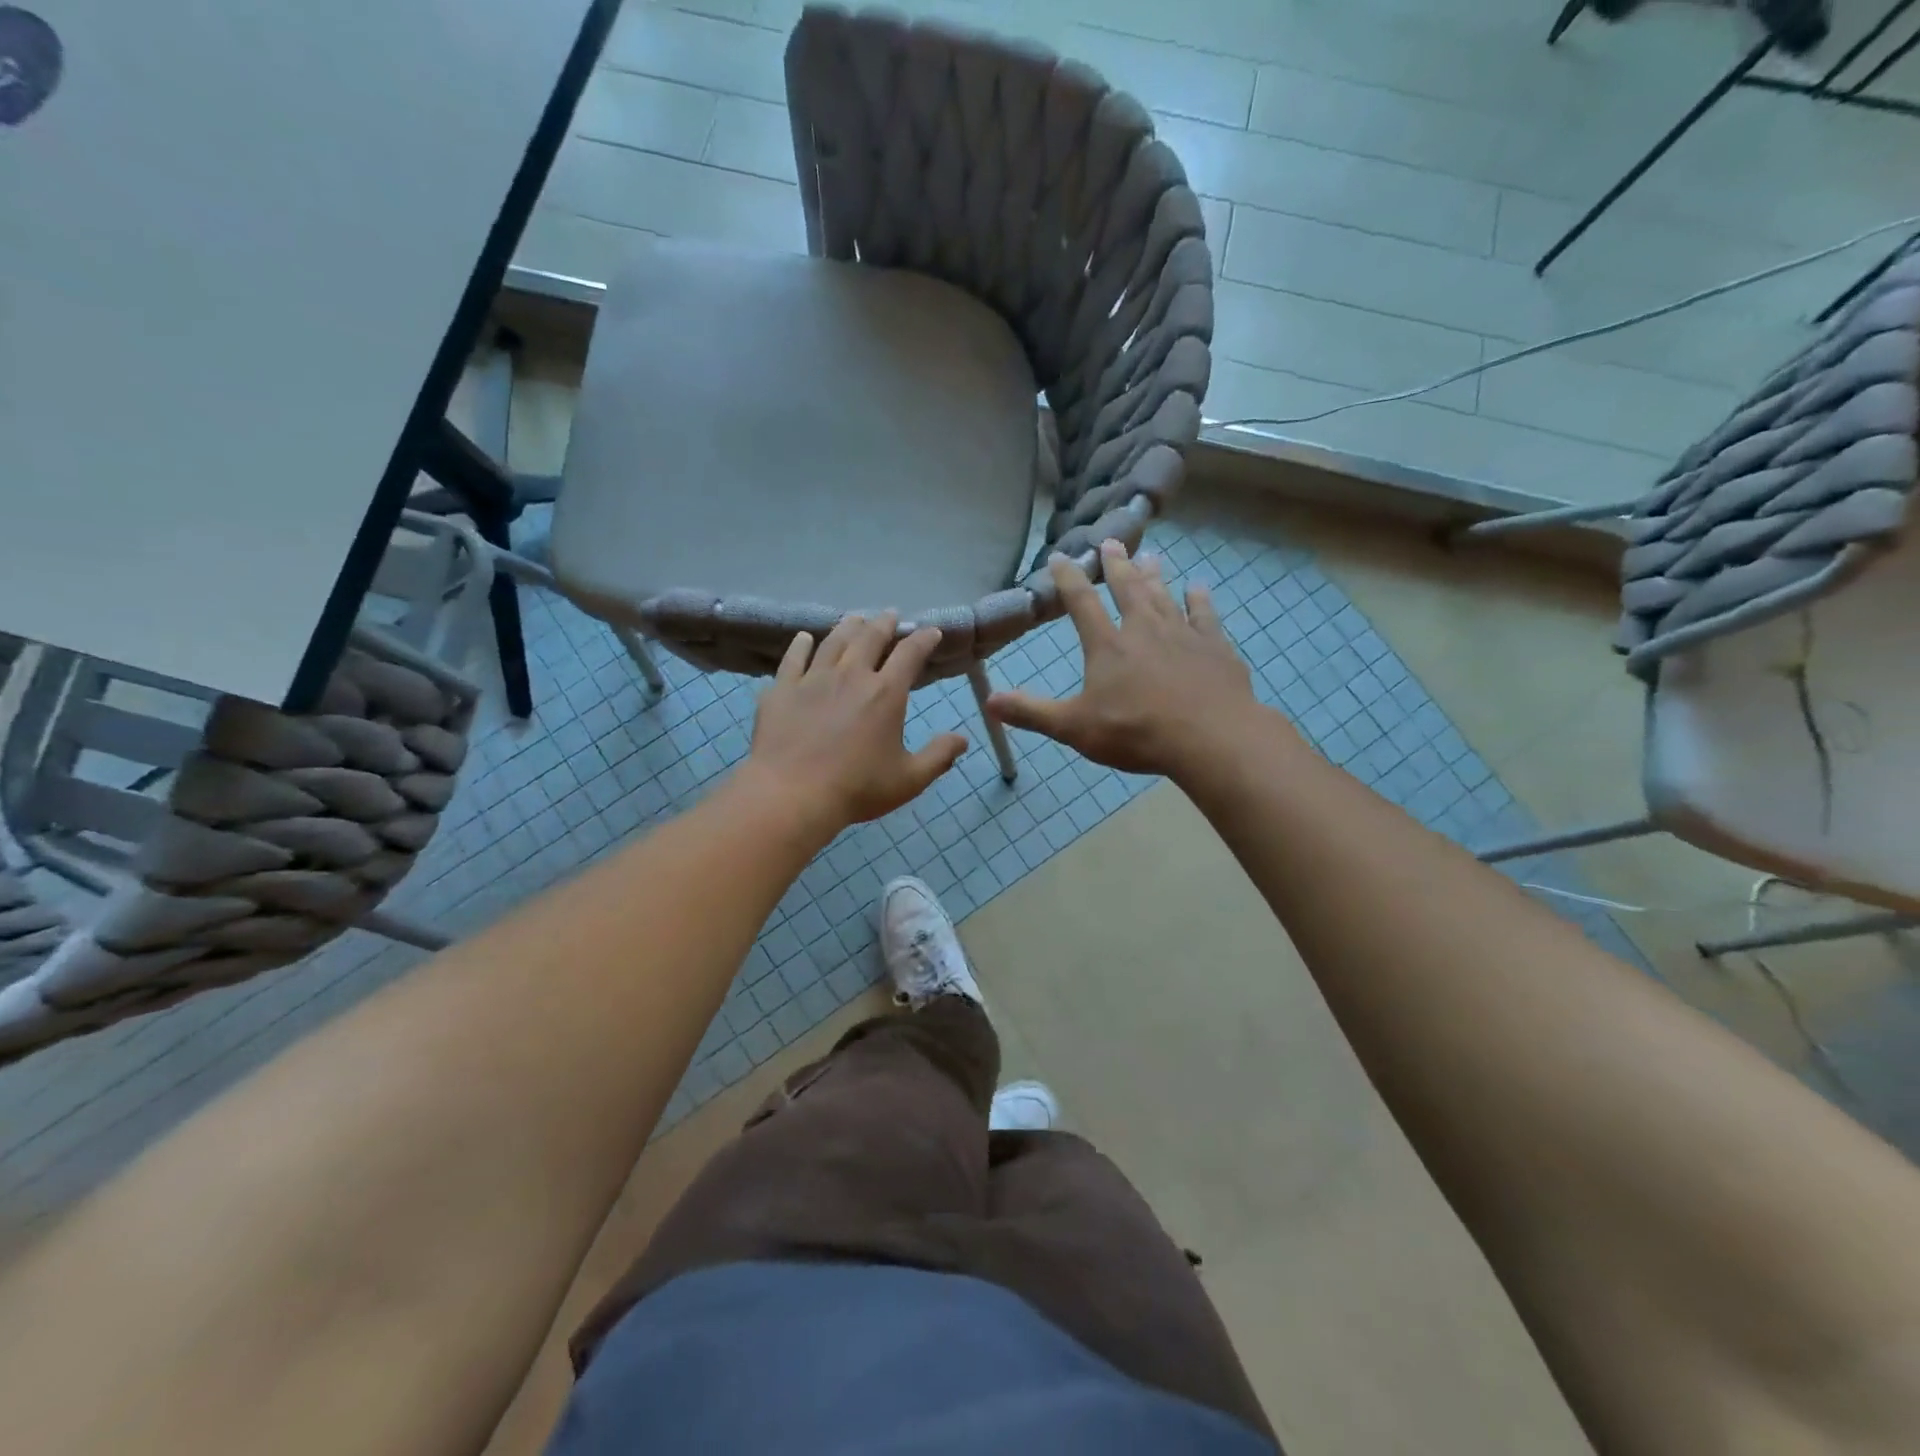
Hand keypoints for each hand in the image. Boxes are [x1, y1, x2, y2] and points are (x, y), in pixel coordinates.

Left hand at [745, 611, 967, 833]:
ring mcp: (813, 679)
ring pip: (834, 641)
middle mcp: (851, 675)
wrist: (793, 794)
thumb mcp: (909, 779)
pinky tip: (804, 638)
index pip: (910, 654)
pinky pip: (793, 658)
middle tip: (891, 615)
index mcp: (886, 693)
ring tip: (855, 619)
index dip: (924, 639)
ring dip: (848, 626)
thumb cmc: (857, 788)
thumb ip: (938, 756)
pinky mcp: (782, 689)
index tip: (931, 631)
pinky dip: (801, 645)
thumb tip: (963, 739)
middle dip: (885, 623)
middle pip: (870, 637)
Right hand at [986, 540, 1266, 779]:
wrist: (1209, 738)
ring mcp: (1183, 635)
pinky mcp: (1215, 647)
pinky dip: (1199, 601)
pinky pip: (1205, 616)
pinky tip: (1198, 589)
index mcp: (1108, 645)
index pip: (1081, 602)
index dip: (1068, 578)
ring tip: (1150, 555)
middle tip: (1111, 541)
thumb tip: (989, 702)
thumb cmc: (1136, 732)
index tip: (1059, 555)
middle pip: (1127, 588)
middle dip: (1116, 564)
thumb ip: (1032, 713)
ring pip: (1164, 596)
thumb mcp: (1074, 728)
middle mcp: (1144, 629)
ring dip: (1154, 575)